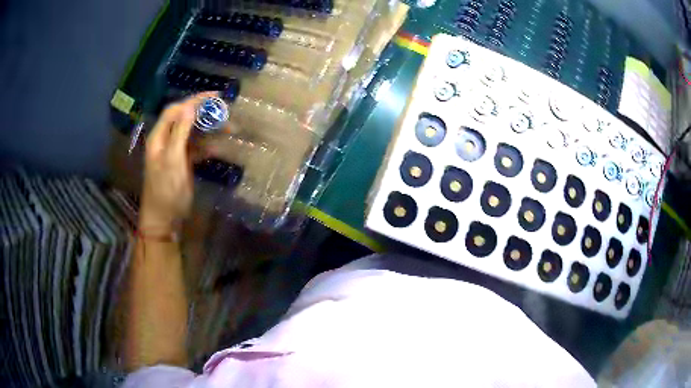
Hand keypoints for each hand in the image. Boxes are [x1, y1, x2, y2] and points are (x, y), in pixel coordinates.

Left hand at [139, 92, 215, 233]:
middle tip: (223, 110)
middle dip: (203, 112)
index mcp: (159, 137)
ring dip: (208, 129)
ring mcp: (174, 151)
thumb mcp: (172, 160)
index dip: (193, 100)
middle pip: (184, 118)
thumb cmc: (165, 189)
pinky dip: (207, 145)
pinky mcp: (182, 162)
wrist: (164, 218)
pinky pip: (195, 147)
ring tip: (227, 127)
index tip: (215, 96)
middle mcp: (165, 140)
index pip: (175, 110)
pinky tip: (219, 147)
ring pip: (192, 132)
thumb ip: (180, 133)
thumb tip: (190, 107)